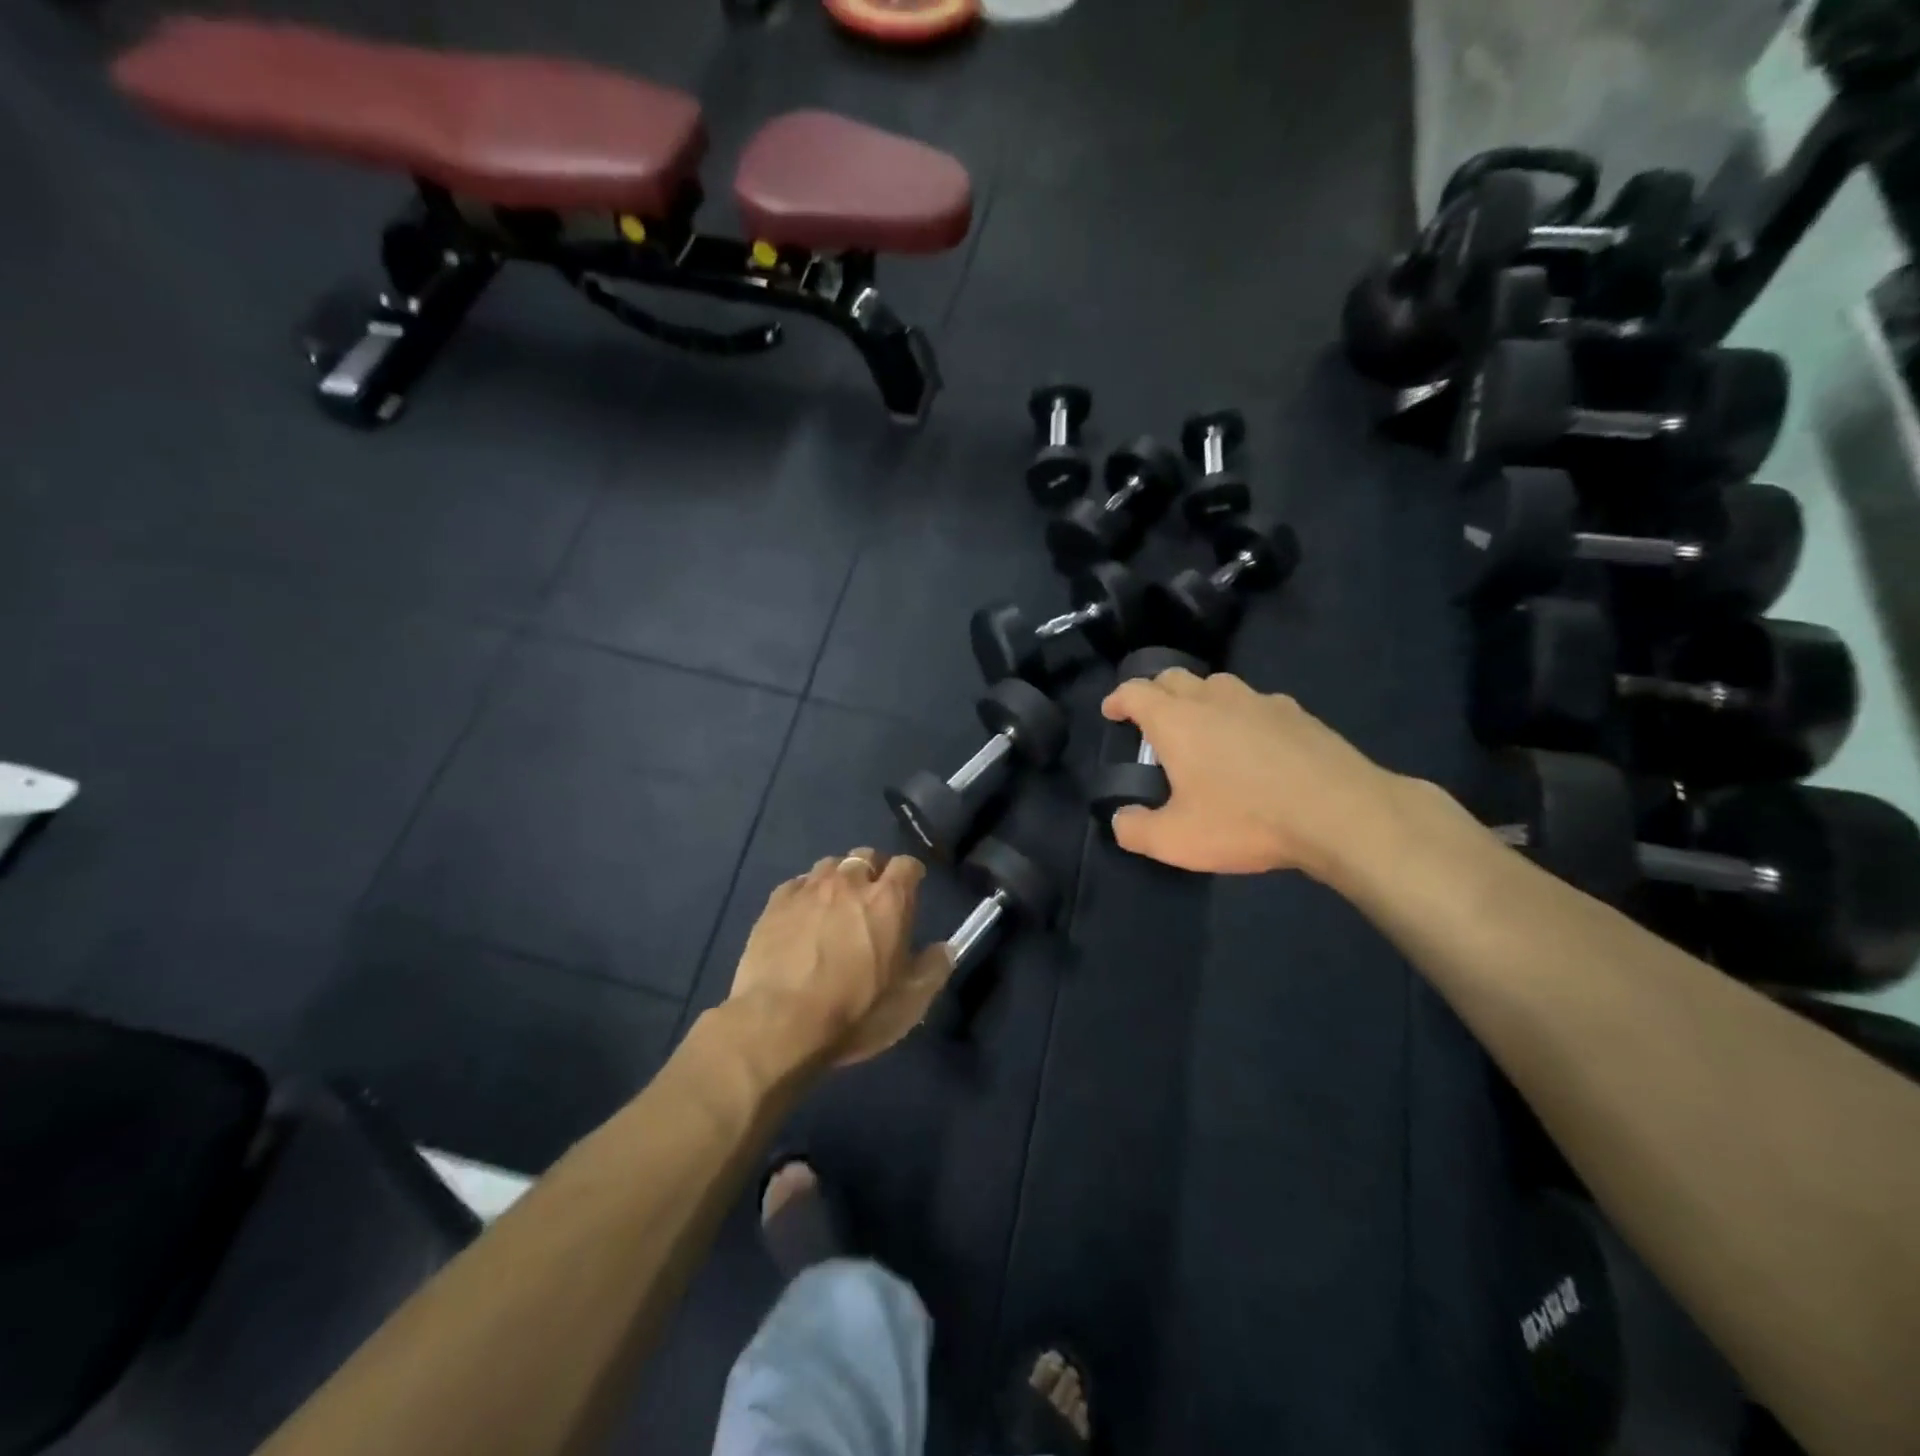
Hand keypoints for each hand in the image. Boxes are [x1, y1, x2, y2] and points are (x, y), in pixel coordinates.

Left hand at [729, 849, 954, 1066]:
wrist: (778, 1023)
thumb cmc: (853, 1013)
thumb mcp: (908, 1003)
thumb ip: (933, 970)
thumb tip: (945, 949)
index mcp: (888, 900)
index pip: (907, 865)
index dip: (910, 876)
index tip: (910, 890)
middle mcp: (849, 883)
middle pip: (866, 856)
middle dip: (873, 870)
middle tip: (872, 898)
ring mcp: (809, 889)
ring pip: (830, 865)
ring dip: (839, 878)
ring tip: (835, 904)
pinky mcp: (775, 902)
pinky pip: (798, 884)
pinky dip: (806, 893)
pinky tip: (803, 916)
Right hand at [1099, 669, 1402, 879]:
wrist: (1341, 813)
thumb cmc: (1246, 820)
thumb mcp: (1176, 840)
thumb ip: (1135, 830)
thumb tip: (1121, 819)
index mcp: (1177, 720)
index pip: (1135, 692)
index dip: (1117, 700)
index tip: (1111, 712)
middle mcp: (1214, 698)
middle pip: (1174, 678)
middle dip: (1155, 692)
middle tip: (1150, 720)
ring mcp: (1260, 701)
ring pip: (1218, 685)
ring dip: (1199, 698)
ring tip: (1201, 727)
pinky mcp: (1297, 713)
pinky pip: (1256, 703)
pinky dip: (1241, 714)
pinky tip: (1253, 743)